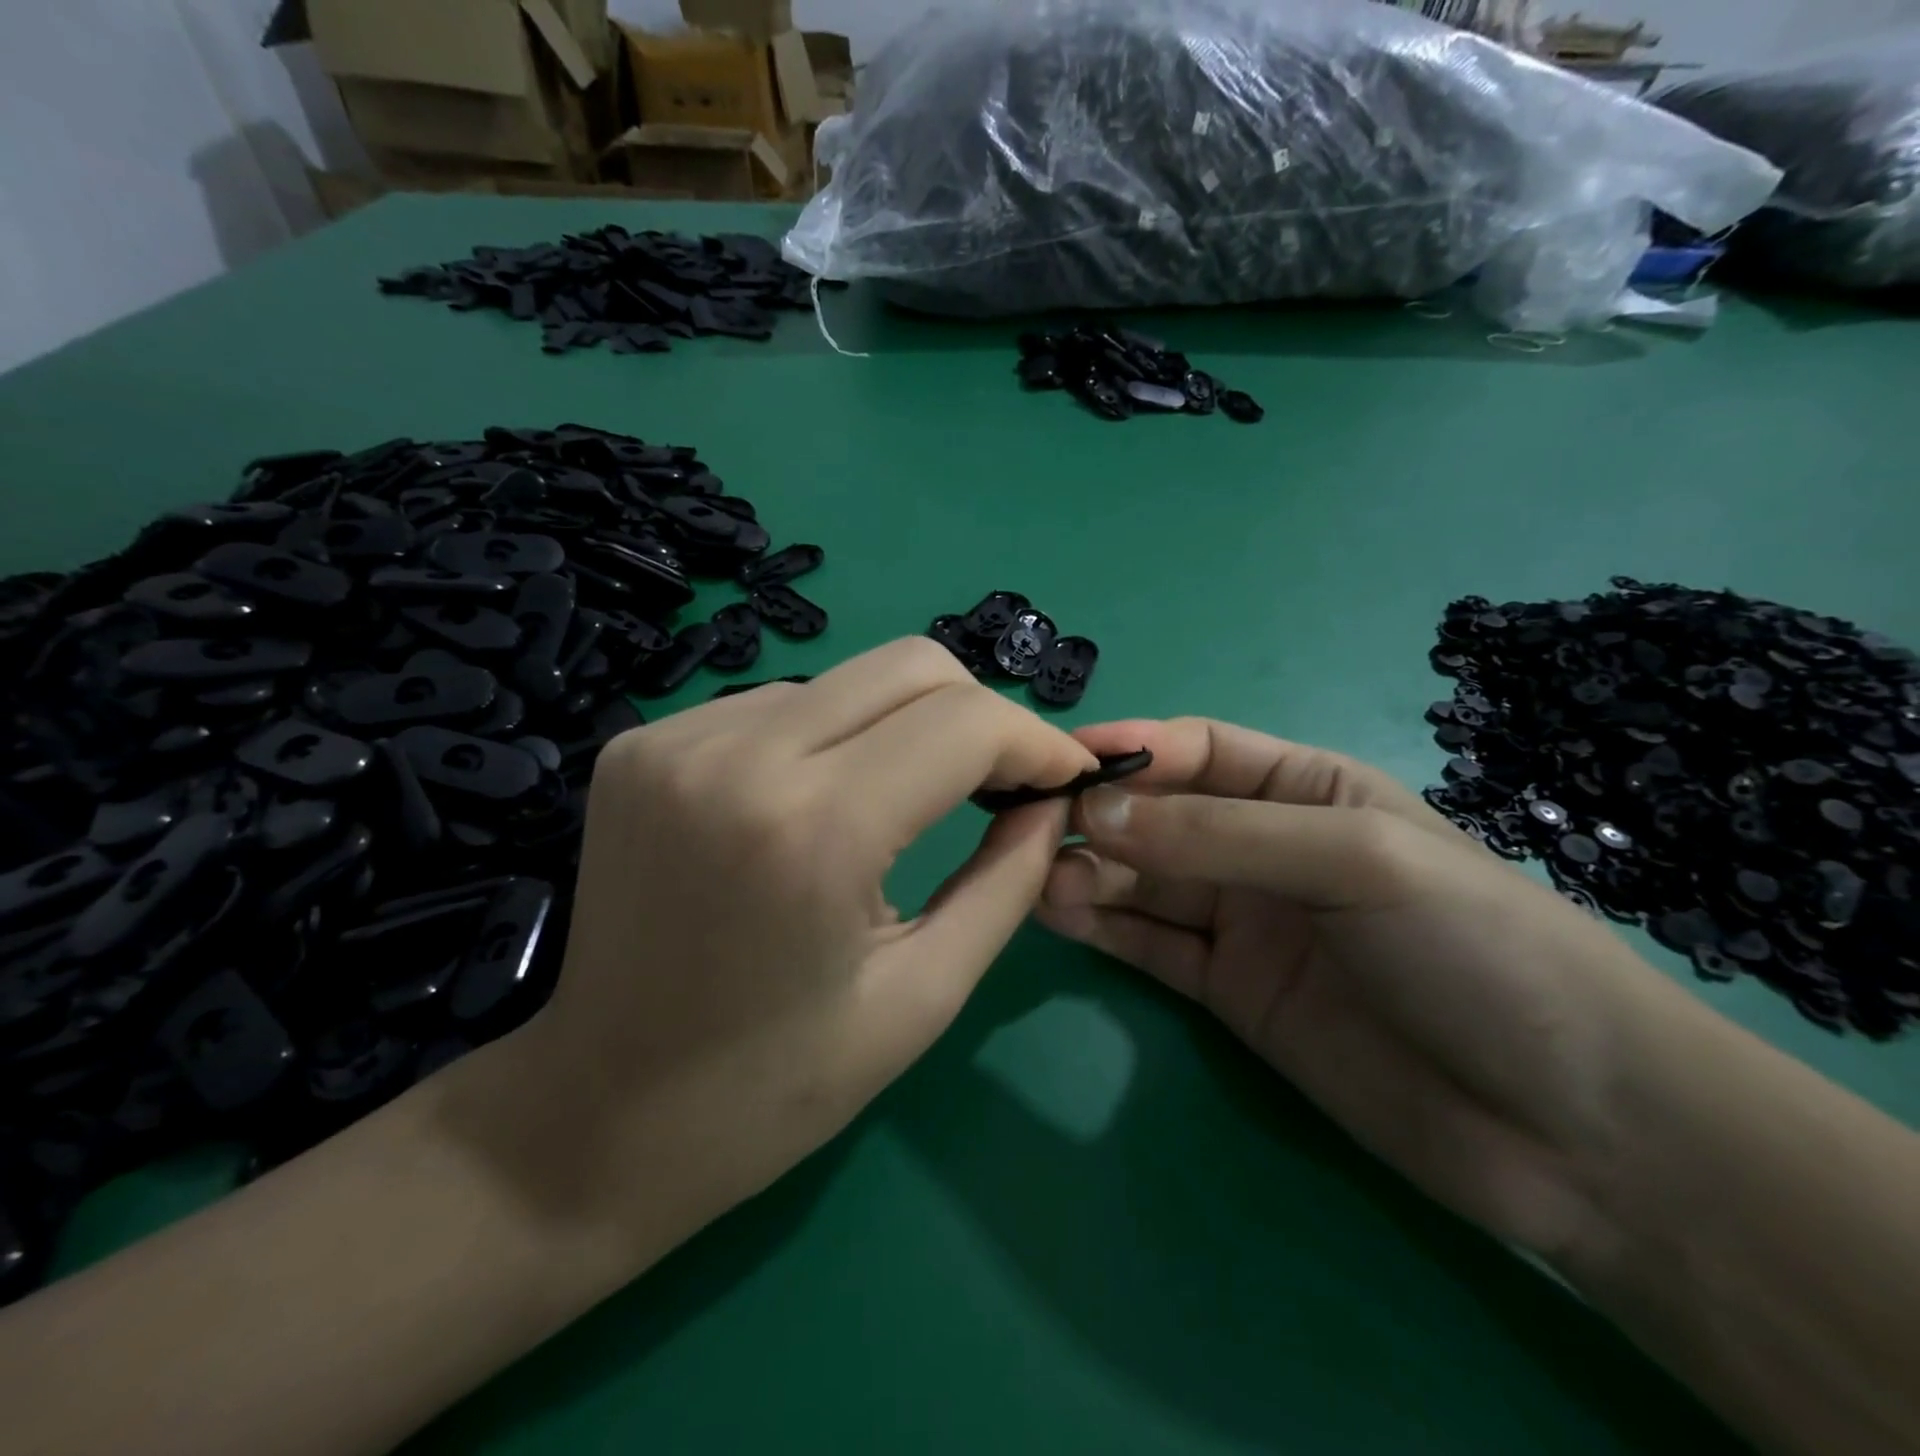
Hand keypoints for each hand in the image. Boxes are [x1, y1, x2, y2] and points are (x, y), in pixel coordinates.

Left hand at [506, 638, 1097, 1250]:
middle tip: (1001, 782)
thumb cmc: (773, 1088)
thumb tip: (1052, 800)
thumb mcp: (923, 995)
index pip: (963, 723)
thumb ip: (1007, 880)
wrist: (596, 1116)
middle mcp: (738, 756)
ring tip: (909, 802)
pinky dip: (829, 738)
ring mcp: (677, 739)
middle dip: (978, 714)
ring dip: (903, 726)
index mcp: (814, 830)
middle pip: (908, 666)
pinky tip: (821, 804)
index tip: (1065, 777)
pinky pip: (778, 707)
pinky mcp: (644, 743)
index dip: (1033, 740)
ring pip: (846, 680)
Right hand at [1034, 716, 1704, 1264]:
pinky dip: (1104, 927)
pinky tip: (1057, 916)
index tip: (1063, 760)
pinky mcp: (1230, 991)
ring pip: (1145, 881)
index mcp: (1306, 789)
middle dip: (1098, 816)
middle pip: (1161, 816)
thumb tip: (1098, 808)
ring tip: (1035, 879)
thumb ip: (1221, 835)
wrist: (1573, 1128)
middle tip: (1031, 830)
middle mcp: (1266, 848)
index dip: (1131, 749)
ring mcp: (1245, 922)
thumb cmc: (1477, 948)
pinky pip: (1152, 945)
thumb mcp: (1354, 860)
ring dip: (1089, 873)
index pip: (1198, 750)